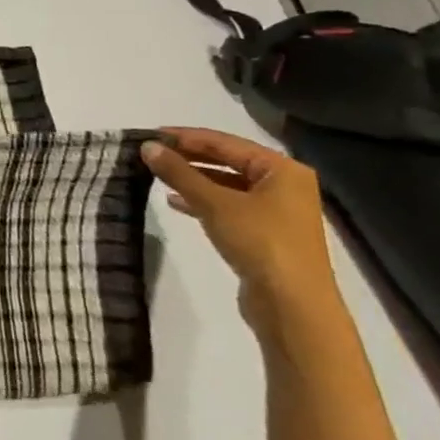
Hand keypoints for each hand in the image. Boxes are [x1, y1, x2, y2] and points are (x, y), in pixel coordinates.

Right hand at [141, 128, 343, 339]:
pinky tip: (175, 202)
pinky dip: (202, 201)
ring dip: (192, 179)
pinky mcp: (264, 233)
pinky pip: (228, 205)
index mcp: (282, 170)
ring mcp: (276, 211)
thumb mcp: (214, 203)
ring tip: (156, 175)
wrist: (292, 305)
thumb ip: (179, 172)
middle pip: (227, 161)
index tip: (149, 134)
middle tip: (150, 153)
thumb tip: (147, 146)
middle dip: (188, 157)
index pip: (225, 142)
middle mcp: (284, 185)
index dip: (185, 137)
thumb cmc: (259, 242)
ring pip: (226, 184)